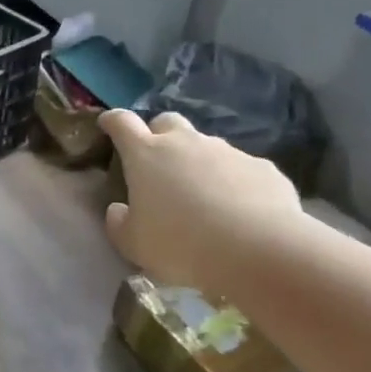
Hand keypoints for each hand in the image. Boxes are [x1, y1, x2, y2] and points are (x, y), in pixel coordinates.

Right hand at [99, 109, 301, 289]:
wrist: (258, 250)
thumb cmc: (181, 245)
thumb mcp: (134, 244)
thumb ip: (119, 223)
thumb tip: (118, 210)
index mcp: (146, 155)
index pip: (122, 123)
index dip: (113, 121)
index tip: (108, 124)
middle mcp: (186, 143)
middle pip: (167, 122)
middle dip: (158, 135)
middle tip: (157, 164)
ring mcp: (227, 151)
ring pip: (206, 146)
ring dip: (199, 163)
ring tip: (203, 198)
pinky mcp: (262, 167)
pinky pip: (241, 169)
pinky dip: (234, 183)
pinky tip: (240, 212)